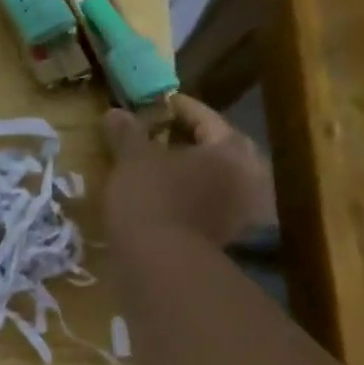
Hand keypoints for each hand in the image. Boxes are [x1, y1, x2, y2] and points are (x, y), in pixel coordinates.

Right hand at [103, 95, 274, 251]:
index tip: (157, 103)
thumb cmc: (150, 197)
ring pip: (213, 178)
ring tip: (158, 165)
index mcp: (231, 150)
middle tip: (161, 133)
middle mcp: (248, 177)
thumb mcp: (132, 158)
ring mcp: (241, 211)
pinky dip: (188, 195)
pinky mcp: (225, 237)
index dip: (179, 108)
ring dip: (189, 170)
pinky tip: (163, 194)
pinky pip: (207, 204)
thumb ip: (128, 132)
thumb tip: (115, 112)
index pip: (206, 118)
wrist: (159, 262)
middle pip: (217, 149)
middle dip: (189, 140)